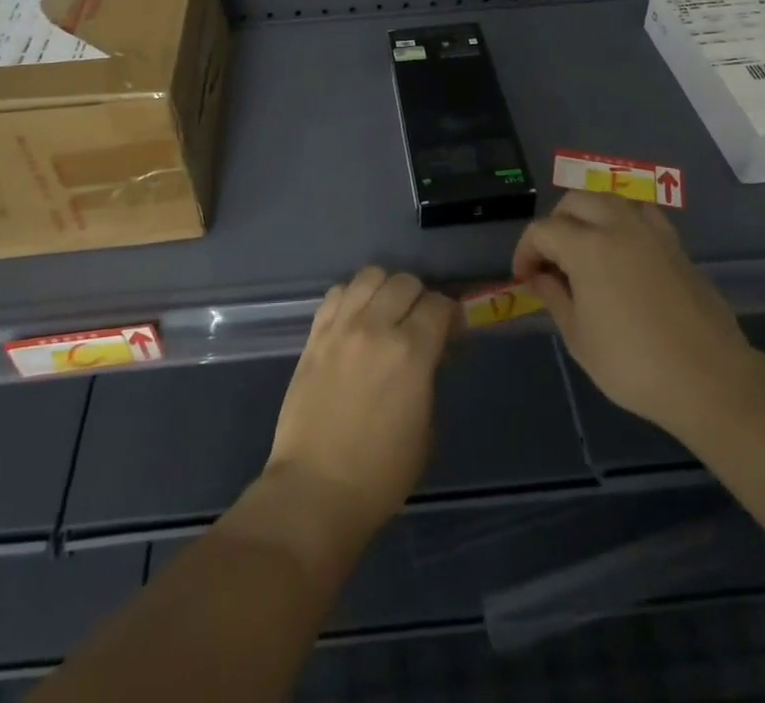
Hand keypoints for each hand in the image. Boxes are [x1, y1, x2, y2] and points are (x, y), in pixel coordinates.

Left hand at [265, 267, 456, 542]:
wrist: (315, 489)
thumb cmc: (380, 474)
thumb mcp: (425, 429)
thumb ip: (428, 377)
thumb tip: (428, 353)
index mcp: (410, 352)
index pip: (439, 304)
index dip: (450, 315)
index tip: (450, 332)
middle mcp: (375, 327)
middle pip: (405, 281)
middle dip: (419, 298)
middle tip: (418, 323)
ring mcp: (340, 327)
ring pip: (369, 275)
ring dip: (384, 289)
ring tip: (385, 313)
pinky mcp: (314, 334)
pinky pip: (337, 293)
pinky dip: (352, 297)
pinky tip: (355, 320)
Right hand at [513, 191, 754, 436]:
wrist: (709, 380)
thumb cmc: (634, 365)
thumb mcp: (579, 338)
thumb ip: (554, 297)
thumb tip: (538, 276)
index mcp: (587, 246)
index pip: (543, 231)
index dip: (526, 251)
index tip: (524, 277)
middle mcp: (617, 225)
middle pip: (575, 201)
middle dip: (555, 224)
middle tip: (551, 259)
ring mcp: (651, 231)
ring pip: (609, 199)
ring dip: (589, 215)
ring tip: (585, 248)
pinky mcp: (675, 244)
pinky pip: (641, 214)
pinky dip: (623, 221)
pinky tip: (623, 251)